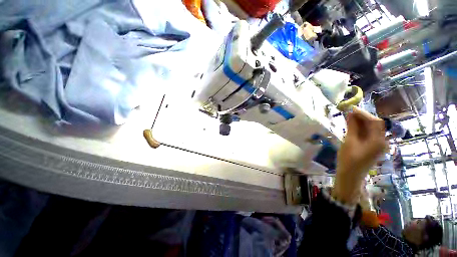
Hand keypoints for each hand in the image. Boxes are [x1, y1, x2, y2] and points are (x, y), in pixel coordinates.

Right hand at [333, 107, 387, 204]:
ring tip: (349, 118)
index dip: (363, 114)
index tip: (351, 109)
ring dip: (361, 122)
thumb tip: (351, 114)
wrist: (350, 175)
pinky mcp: (373, 147)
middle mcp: (382, 141)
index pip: (374, 122)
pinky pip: (369, 134)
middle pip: (375, 124)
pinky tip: (353, 126)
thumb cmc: (348, 160)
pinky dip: (361, 129)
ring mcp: (379, 145)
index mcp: (378, 141)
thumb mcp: (349, 142)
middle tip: (349, 113)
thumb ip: (352, 127)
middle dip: (363, 117)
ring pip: (372, 129)